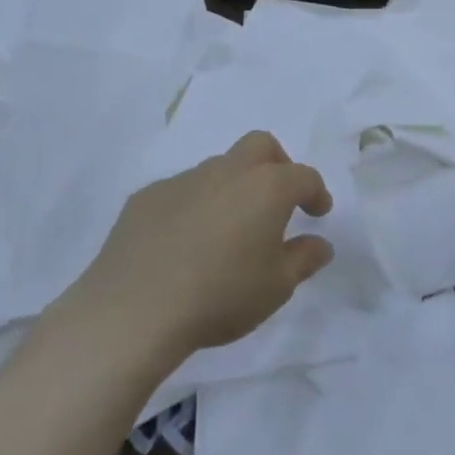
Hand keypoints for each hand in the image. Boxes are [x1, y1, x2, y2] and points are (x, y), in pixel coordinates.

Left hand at [68, 131, 334, 359]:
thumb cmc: (221, 296)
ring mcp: (183, 180)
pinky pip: (181, 191)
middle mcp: (227, 171)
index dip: (316, 193)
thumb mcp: (276, 287)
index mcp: (266, 187)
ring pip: (219, 167)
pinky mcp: (146, 196)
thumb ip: (304, 259)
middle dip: (277, 165)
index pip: (303, 176)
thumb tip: (320, 243)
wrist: (135, 309)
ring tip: (228, 230)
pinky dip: (194, 205)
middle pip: (260, 146)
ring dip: (232, 187)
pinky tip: (185, 242)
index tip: (318, 213)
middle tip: (278, 200)